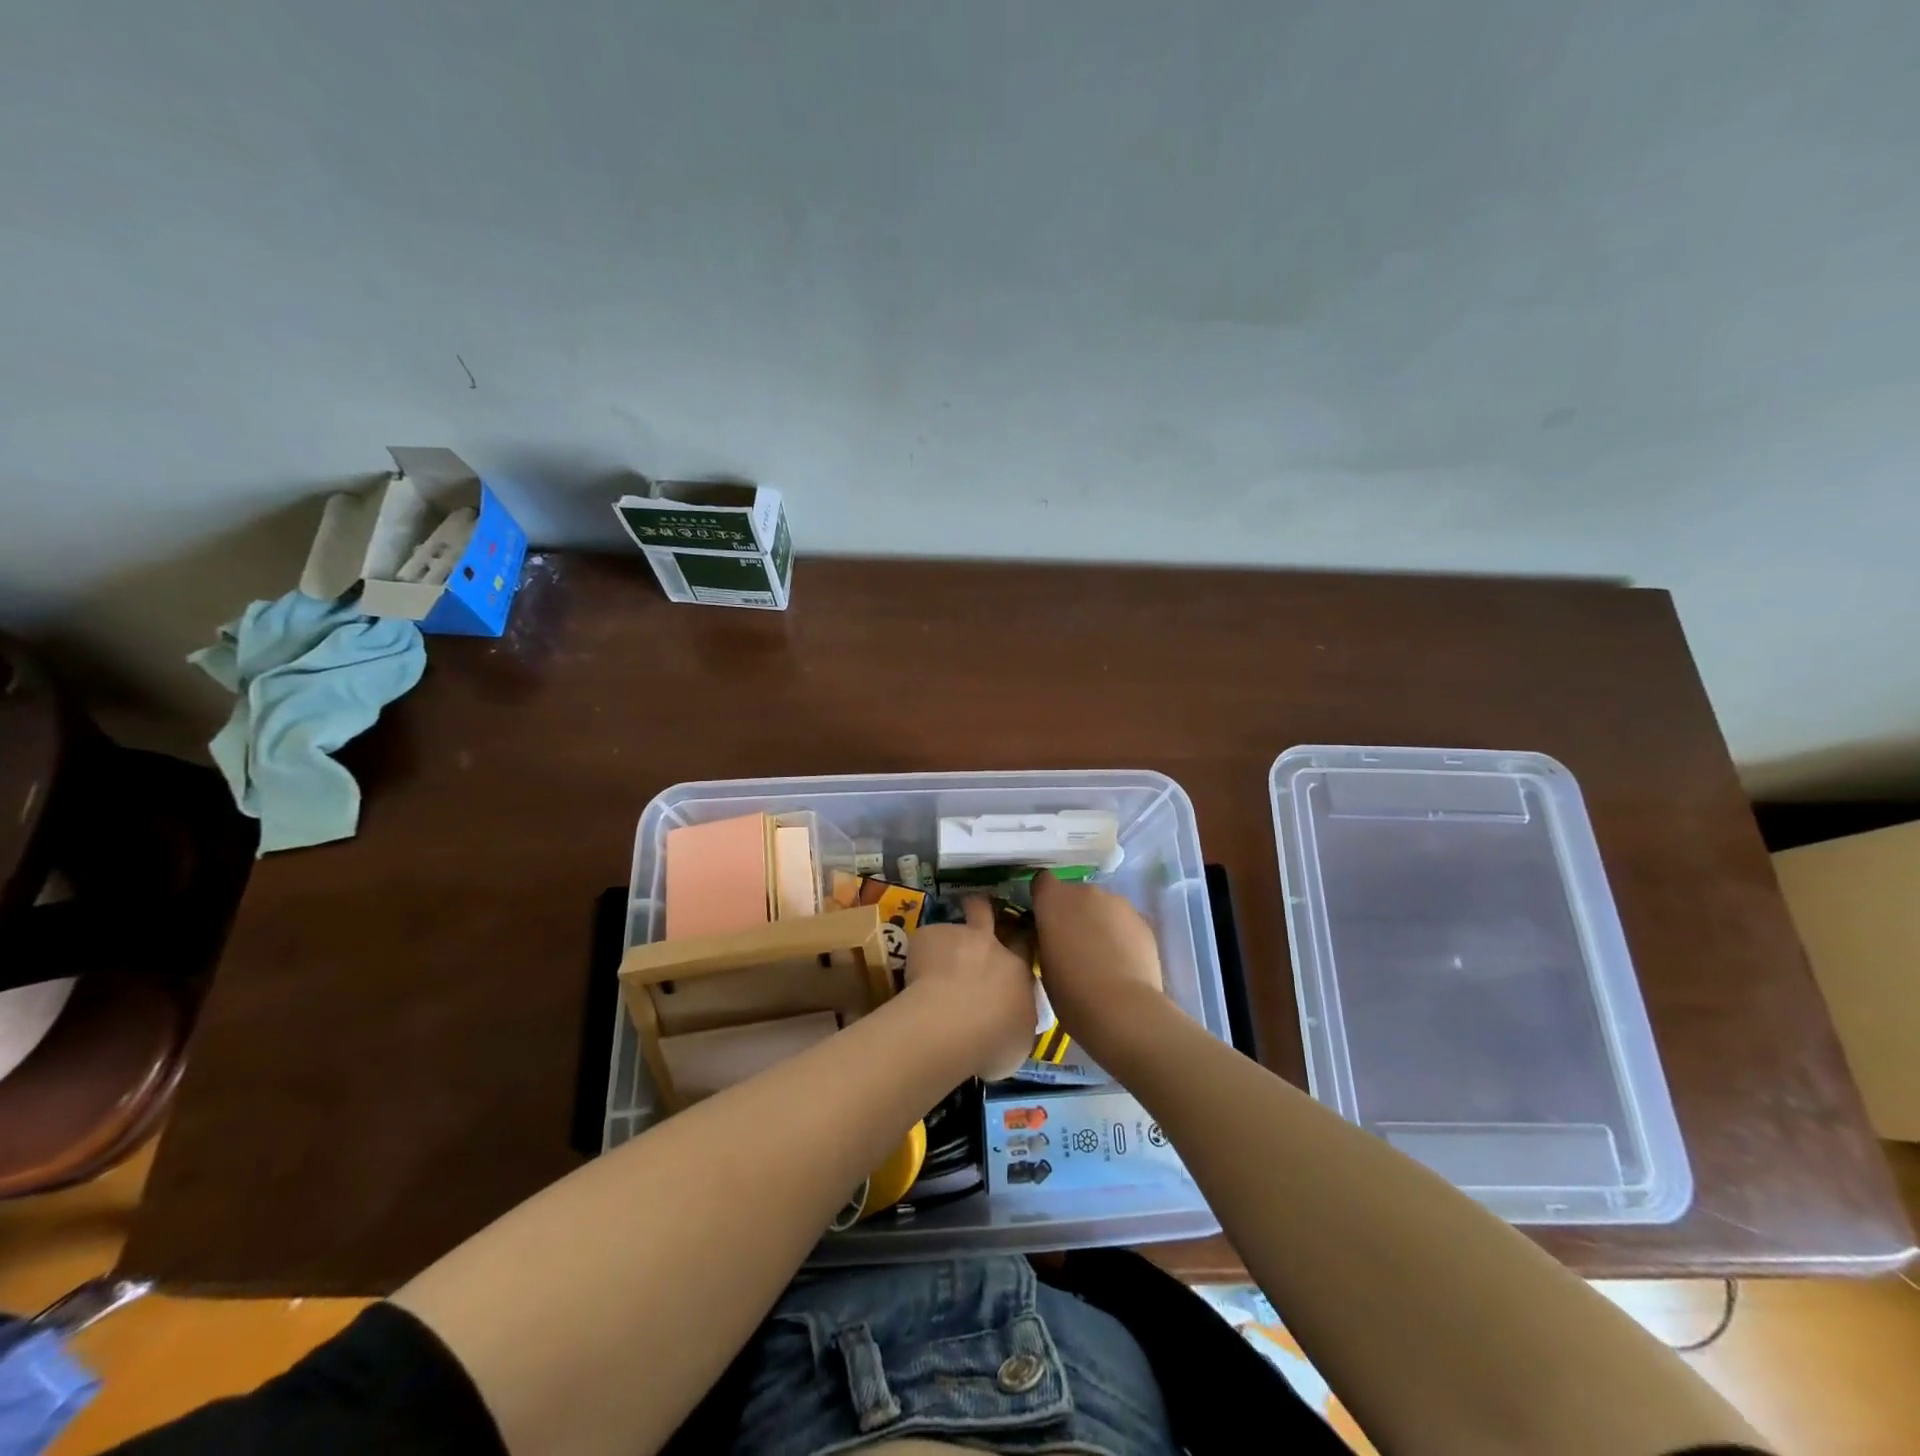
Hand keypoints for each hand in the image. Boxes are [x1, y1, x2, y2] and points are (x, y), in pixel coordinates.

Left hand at [903, 896, 1037, 1080]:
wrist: (950, 1026)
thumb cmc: (992, 1042)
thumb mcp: (1019, 1041)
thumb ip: (1016, 1020)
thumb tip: (1009, 1021)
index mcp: (1017, 971)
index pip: (1025, 945)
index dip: (1019, 941)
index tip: (1014, 942)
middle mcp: (990, 946)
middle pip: (986, 913)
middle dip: (982, 908)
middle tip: (974, 909)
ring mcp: (957, 936)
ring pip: (951, 926)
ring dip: (945, 942)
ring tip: (930, 965)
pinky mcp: (927, 936)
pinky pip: (924, 942)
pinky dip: (920, 957)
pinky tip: (912, 979)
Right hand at [1030, 871, 1168, 1053]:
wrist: (1122, 1009)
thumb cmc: (1070, 991)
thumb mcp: (1043, 962)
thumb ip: (1046, 937)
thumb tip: (1053, 933)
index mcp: (1053, 899)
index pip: (1042, 882)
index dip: (1043, 900)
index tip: (1044, 922)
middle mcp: (1085, 891)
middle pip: (1075, 894)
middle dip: (1073, 913)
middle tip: (1073, 945)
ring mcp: (1118, 902)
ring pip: (1102, 907)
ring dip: (1098, 922)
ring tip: (1102, 957)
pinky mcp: (1143, 920)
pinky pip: (1124, 922)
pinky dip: (1121, 935)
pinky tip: (1123, 963)